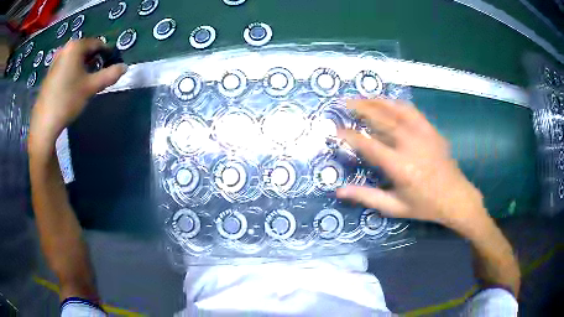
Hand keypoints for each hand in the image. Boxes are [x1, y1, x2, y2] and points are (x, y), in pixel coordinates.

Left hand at [30, 38, 125, 144]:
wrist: (44, 123)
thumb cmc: (67, 100)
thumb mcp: (91, 87)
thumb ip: (110, 75)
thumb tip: (125, 67)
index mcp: (76, 46)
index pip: (98, 44)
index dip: (107, 54)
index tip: (111, 66)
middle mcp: (65, 48)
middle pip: (86, 50)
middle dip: (94, 61)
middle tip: (97, 76)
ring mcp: (56, 60)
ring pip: (76, 58)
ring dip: (83, 67)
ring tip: (85, 83)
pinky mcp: (50, 72)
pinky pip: (66, 65)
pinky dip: (73, 71)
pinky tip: (72, 86)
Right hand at [336, 99, 488, 231]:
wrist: (455, 197)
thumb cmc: (424, 205)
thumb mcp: (394, 207)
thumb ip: (367, 197)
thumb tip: (339, 191)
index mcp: (399, 166)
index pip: (369, 145)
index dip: (350, 136)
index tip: (337, 129)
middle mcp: (410, 145)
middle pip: (382, 119)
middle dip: (361, 108)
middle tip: (346, 102)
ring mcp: (423, 134)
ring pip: (396, 111)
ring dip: (377, 101)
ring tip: (363, 98)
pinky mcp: (431, 130)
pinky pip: (412, 111)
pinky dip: (397, 104)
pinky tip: (388, 102)